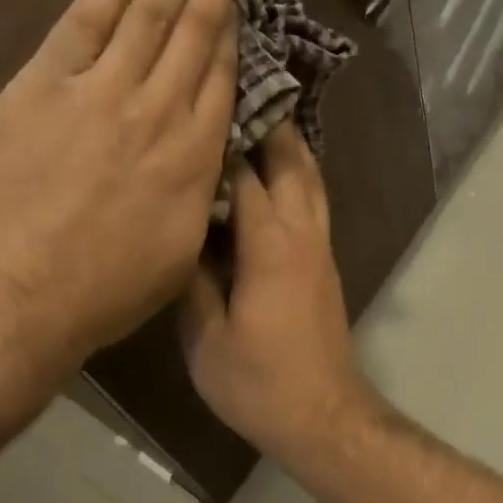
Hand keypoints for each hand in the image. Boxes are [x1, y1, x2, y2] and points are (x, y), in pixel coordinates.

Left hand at [0, 0, 247, 369]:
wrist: (20, 292)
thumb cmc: (107, 288)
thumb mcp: (181, 250)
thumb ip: (199, 194)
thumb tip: (208, 162)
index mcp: (195, 155)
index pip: (220, 79)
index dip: (232, 36)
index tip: (239, 5)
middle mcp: (159, 110)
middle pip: (194, 34)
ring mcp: (102, 91)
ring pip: (149, 17)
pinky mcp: (46, 85)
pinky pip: (84, 24)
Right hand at [180, 124, 370, 455]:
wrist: (322, 413)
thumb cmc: (259, 381)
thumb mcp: (206, 337)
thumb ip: (192, 280)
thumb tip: (179, 233)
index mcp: (269, 245)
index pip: (245, 174)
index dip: (223, 137)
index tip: (200, 104)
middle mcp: (301, 232)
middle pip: (291, 161)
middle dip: (268, 122)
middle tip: (240, 88)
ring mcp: (319, 245)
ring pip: (310, 177)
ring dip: (289, 143)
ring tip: (261, 114)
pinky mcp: (324, 260)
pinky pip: (313, 199)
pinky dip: (298, 172)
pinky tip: (275, 170)